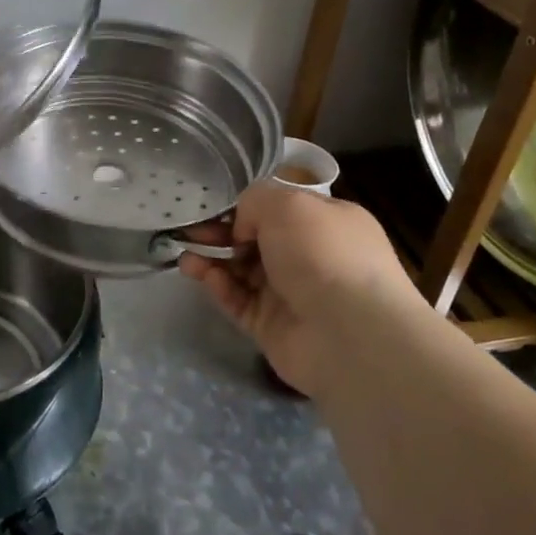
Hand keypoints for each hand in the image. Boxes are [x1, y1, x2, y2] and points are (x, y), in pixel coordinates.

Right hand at [179, 183, 421, 398]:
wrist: (350, 333)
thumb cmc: (322, 254)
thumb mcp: (286, 203)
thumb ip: (254, 201)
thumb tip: (242, 227)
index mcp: (326, 222)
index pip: (280, 209)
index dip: (246, 207)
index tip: (215, 207)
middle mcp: (311, 256)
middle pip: (256, 240)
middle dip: (221, 234)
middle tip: (190, 231)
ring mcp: (292, 293)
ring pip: (243, 271)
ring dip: (213, 260)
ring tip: (185, 256)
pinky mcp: (273, 326)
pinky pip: (240, 301)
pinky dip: (220, 287)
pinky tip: (203, 276)